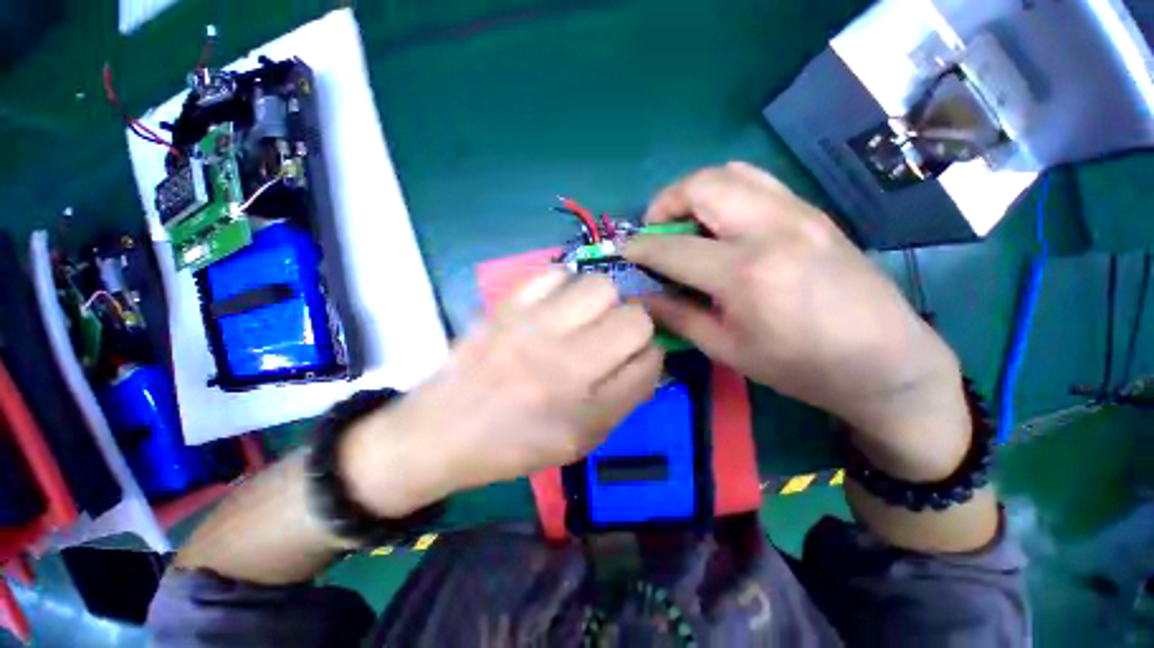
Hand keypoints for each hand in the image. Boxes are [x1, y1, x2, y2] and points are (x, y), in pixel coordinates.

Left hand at [341, 270, 664, 516]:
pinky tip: (554, 306)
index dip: (650, 356)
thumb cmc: (515, 445)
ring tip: (584, 318)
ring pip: (599, 287)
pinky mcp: (506, 307)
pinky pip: (554, 274)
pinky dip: (564, 287)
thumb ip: (623, 398)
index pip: (650, 361)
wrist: (441, 431)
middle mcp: (564, 364)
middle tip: (612, 336)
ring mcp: (533, 328)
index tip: (636, 358)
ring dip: (602, 302)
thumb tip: (647, 357)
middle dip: (634, 325)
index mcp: (586, 409)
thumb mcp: (579, 440)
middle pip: (634, 318)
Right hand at [624, 162, 969, 479]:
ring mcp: (798, 212)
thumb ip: (678, 317)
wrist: (885, 362)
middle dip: (664, 203)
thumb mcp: (728, 350)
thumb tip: (641, 299)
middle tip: (655, 232)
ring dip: (694, 192)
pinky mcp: (812, 211)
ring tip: (685, 223)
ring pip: (730, 172)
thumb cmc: (800, 367)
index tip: (623, 252)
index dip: (640, 248)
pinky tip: (720, 223)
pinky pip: (756, 181)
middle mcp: (771, 229)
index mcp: (746, 273)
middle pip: (702, 185)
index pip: (673, 248)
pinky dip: (725, 191)